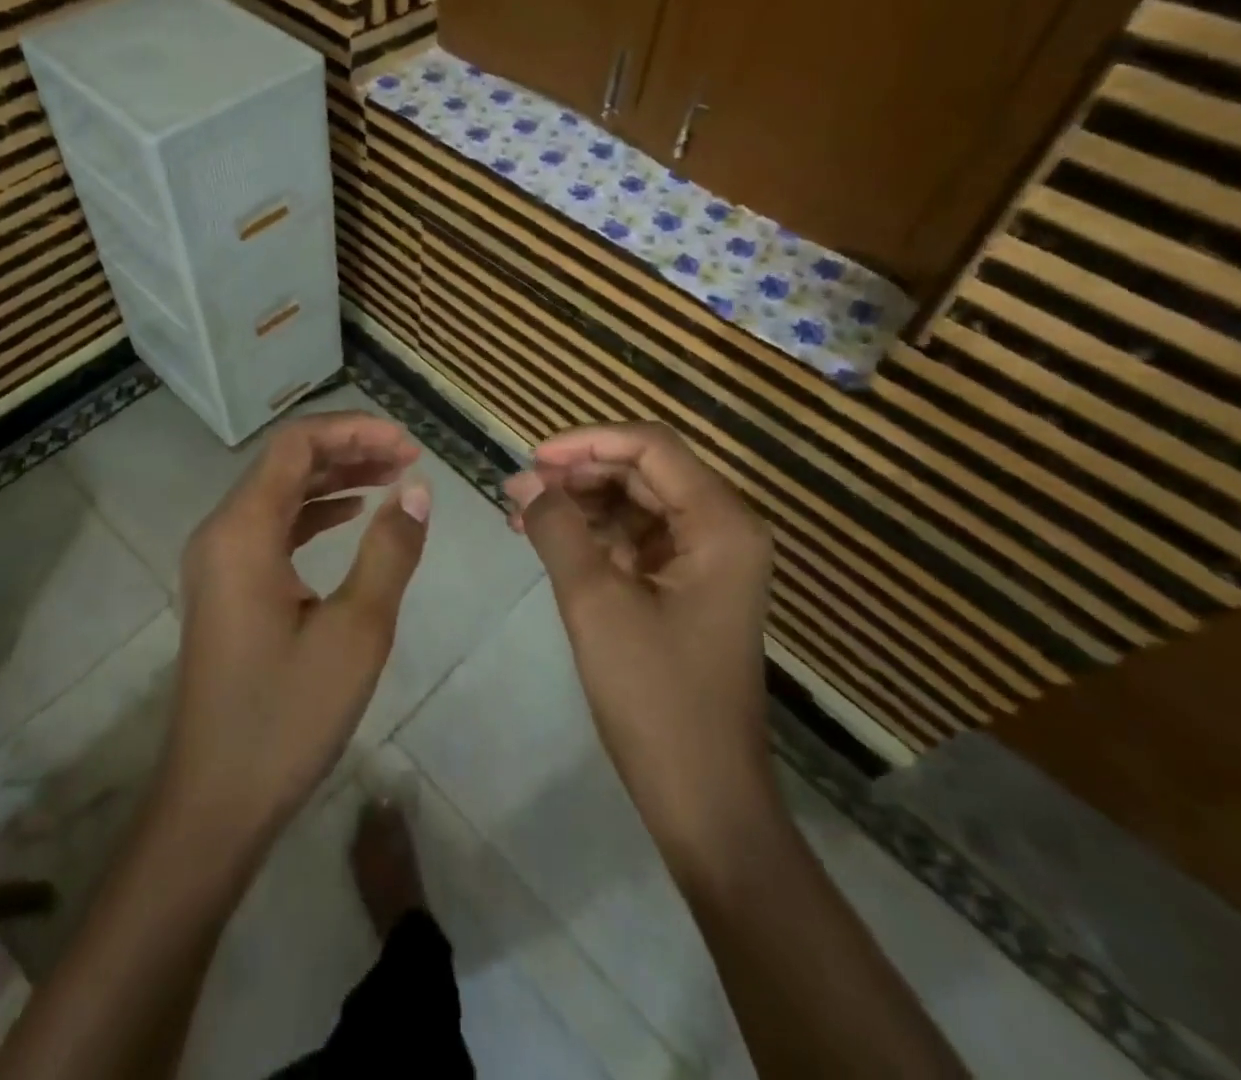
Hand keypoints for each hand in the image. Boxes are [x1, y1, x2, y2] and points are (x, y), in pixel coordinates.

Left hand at [158, 411, 430, 855]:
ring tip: (393, 476)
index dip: (354, 431)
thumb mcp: (356, 632)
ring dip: (335, 478)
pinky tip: (354, 515)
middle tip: (410, 457)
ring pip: (279, 492)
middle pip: (285, 462)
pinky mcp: (226, 585)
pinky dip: (315, 511)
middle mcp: (221, 532)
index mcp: (243, 531)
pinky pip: (272, 526)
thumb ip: (389, 551)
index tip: (409, 443)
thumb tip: (417, 488)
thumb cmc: (286, 716)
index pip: (296, 445)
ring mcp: (218, 560)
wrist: (215, 801)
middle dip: (349, 449)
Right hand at [505, 422, 773, 858]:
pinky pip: (637, 539)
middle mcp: (723, 529)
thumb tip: (527, 482)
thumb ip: (558, 528)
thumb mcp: (595, 602)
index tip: (530, 460)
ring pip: (636, 502)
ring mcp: (708, 559)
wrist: (703, 797)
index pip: (650, 446)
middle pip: (644, 470)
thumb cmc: (655, 697)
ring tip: (521, 514)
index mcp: (720, 523)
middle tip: (517, 490)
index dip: (586, 442)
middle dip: (578, 473)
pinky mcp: (689, 587)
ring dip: (581, 503)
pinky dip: (594, 534)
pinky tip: (548, 540)